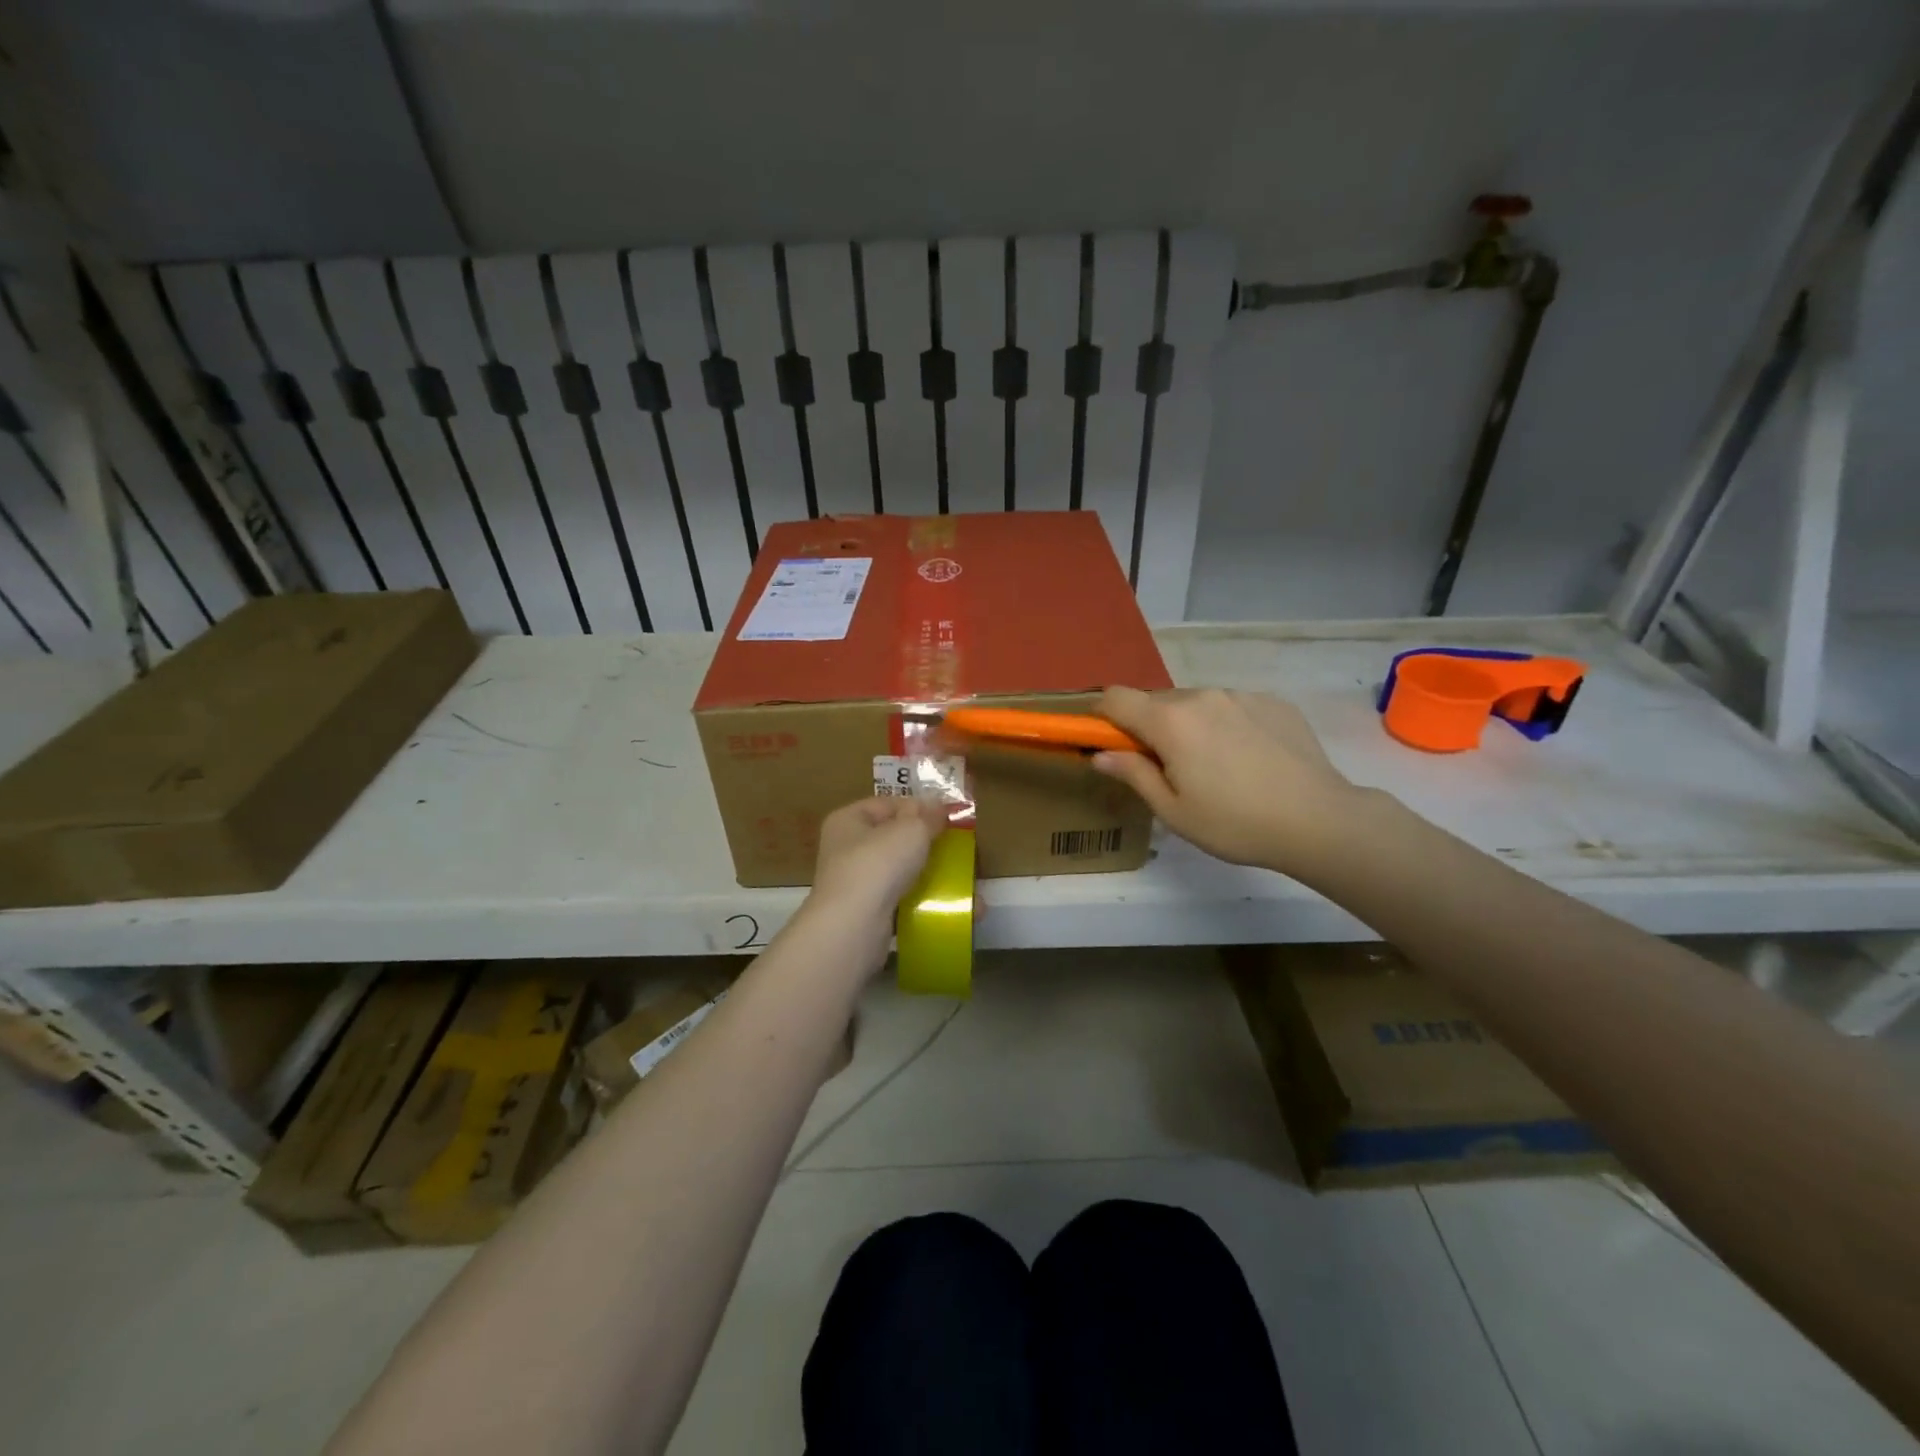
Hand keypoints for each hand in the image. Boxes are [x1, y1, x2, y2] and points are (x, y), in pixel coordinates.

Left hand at [809, 796, 947, 919]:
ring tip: (962, 881)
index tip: (948, 816)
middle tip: (958, 848)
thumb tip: (939, 807)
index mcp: (848, 820)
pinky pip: (902, 901)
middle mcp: (846, 850)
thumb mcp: (911, 829)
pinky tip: (951, 907)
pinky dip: (924, 902)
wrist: (854, 927)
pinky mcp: (868, 914)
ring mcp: (856, 884)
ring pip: (901, 872)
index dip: (919, 806)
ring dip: (931, 876)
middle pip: (895, 839)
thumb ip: (928, 816)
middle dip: (928, 844)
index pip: (887, 804)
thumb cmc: (878, 864)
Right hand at [1091, 687, 1362, 873]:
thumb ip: (1133, 774)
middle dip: (1151, 727)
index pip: (1116, 697)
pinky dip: (1226, 725)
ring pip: (1196, 702)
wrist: (1320, 819)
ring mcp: (1240, 695)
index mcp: (1170, 721)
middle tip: (1168, 768)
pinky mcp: (1272, 701)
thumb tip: (1100, 755)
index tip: (1109, 742)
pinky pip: (1232, 706)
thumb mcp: (1173, 811)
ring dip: (1189, 725)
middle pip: (1157, 701)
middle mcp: (1201, 696)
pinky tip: (1249, 760)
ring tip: (1216, 767)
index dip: (1103, 716)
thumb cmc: (1235, 823)